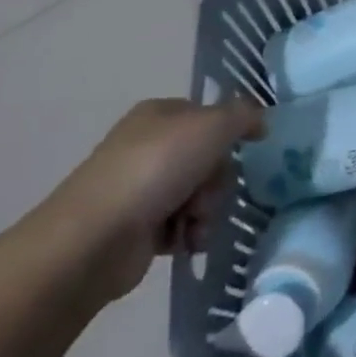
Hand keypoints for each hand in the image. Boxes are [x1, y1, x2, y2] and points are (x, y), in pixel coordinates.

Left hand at [39, 98, 263, 302]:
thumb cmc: (155, 168)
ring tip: (193, 224)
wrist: (95, 238)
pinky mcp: (139, 226)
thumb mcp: (212, 126)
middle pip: (211, 160)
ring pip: (201, 194)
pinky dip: (189, 234)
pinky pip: (183, 225)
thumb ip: (244, 116)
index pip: (212, 117)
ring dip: (207, 211)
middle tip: (206, 194)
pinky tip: (184, 242)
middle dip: (217, 182)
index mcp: (161, 114)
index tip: (242, 151)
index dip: (230, 135)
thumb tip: (261, 121)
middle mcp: (151, 146)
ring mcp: (143, 187)